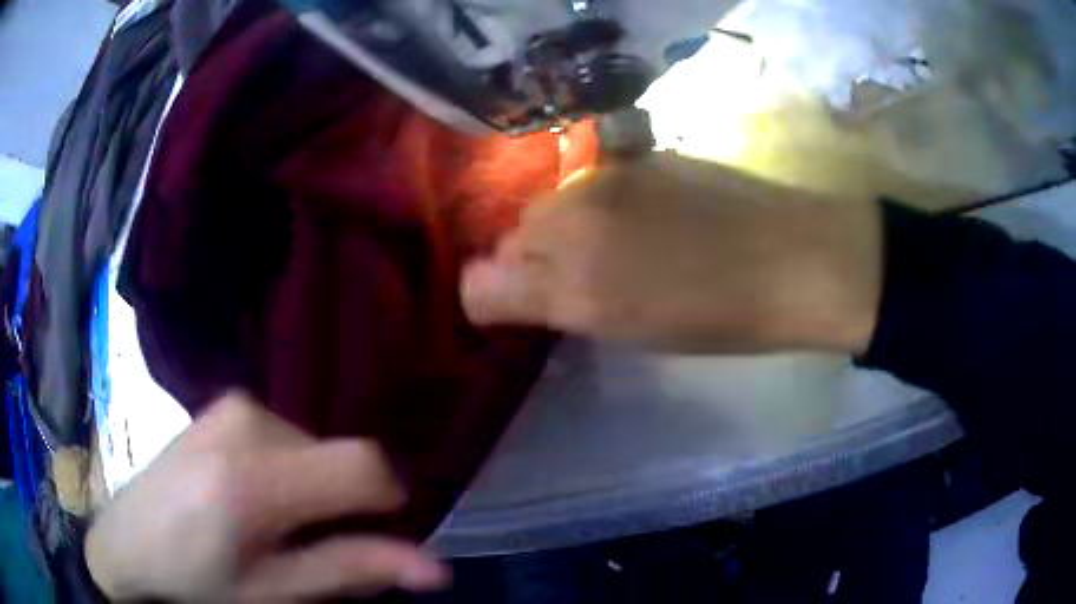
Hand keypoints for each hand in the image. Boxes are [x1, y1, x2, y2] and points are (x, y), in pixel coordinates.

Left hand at [85, 393, 449, 601]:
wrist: (126, 546)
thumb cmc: (197, 584)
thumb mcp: (274, 594)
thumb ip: (349, 570)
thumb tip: (435, 568)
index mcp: (250, 479)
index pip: (361, 464)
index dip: (387, 500)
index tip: (371, 536)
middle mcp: (244, 422)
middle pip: (339, 455)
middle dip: (339, 503)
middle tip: (302, 545)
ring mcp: (230, 406)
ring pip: (314, 445)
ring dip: (311, 488)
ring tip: (270, 524)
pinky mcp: (221, 404)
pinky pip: (284, 435)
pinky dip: (286, 469)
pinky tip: (249, 497)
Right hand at [462, 153, 882, 354]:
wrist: (795, 258)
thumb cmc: (722, 317)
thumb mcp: (632, 333)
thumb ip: (563, 306)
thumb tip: (525, 290)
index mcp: (573, 287)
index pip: (481, 286)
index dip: (490, 300)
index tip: (517, 309)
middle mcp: (572, 222)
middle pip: (510, 238)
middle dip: (528, 262)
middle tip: (575, 280)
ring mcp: (604, 179)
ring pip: (547, 204)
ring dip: (562, 229)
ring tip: (611, 246)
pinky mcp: (637, 155)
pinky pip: (587, 182)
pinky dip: (595, 202)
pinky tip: (640, 215)